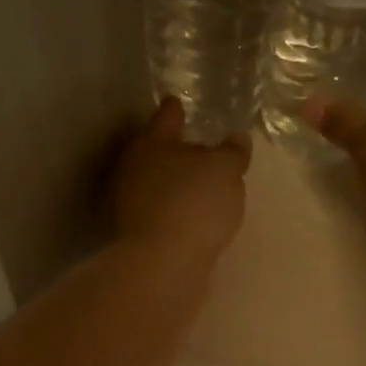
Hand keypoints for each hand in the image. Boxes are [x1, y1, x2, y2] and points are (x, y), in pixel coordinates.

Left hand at [111, 98, 249, 266]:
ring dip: (174, 182)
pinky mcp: (134, 234)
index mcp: (152, 142)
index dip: (175, 108)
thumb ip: (232, 152)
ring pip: (156, 183)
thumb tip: (236, 138)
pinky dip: (173, 209)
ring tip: (200, 186)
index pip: (166, 116)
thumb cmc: (194, 203)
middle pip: (156, 151)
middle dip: (175, 149)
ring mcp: (129, 202)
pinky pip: (160, 211)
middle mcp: (134, 167)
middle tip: (199, 149)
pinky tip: (191, 217)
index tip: (178, 101)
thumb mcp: (226, 170)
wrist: (162, 264)